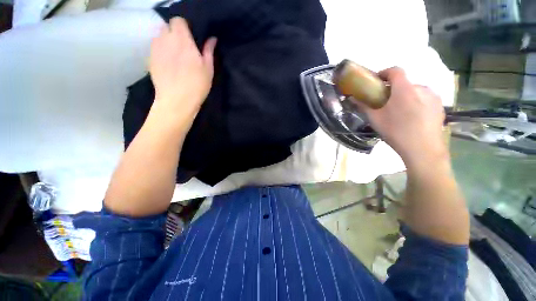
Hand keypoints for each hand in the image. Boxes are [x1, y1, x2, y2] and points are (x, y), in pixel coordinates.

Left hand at [149, 17, 216, 113]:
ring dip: (167, 41)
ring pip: (160, 36)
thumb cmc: (196, 85)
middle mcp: (166, 39)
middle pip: (167, 26)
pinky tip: (168, 63)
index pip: (178, 20)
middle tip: (183, 46)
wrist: (177, 100)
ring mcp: (155, 49)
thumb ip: (208, 51)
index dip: (184, 26)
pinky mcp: (150, 59)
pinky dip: (161, 50)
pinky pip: (155, 48)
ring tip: (175, 54)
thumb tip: (212, 39)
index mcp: (182, 40)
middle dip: (175, 32)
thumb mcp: (208, 69)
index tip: (190, 36)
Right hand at [360, 67, 447, 166]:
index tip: (377, 80)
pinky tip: (413, 118)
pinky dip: (417, 103)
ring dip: (406, 96)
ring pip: (416, 91)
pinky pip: (425, 99)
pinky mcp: (440, 106)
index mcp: (404, 89)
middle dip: (394, 89)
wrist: (423, 149)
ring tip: (400, 112)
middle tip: (386, 103)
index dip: (385, 72)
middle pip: (405, 83)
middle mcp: (421, 88)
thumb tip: (352, 98)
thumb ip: (364, 106)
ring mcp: (433, 97)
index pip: (395, 71)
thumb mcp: (375, 119)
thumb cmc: (396, 131)